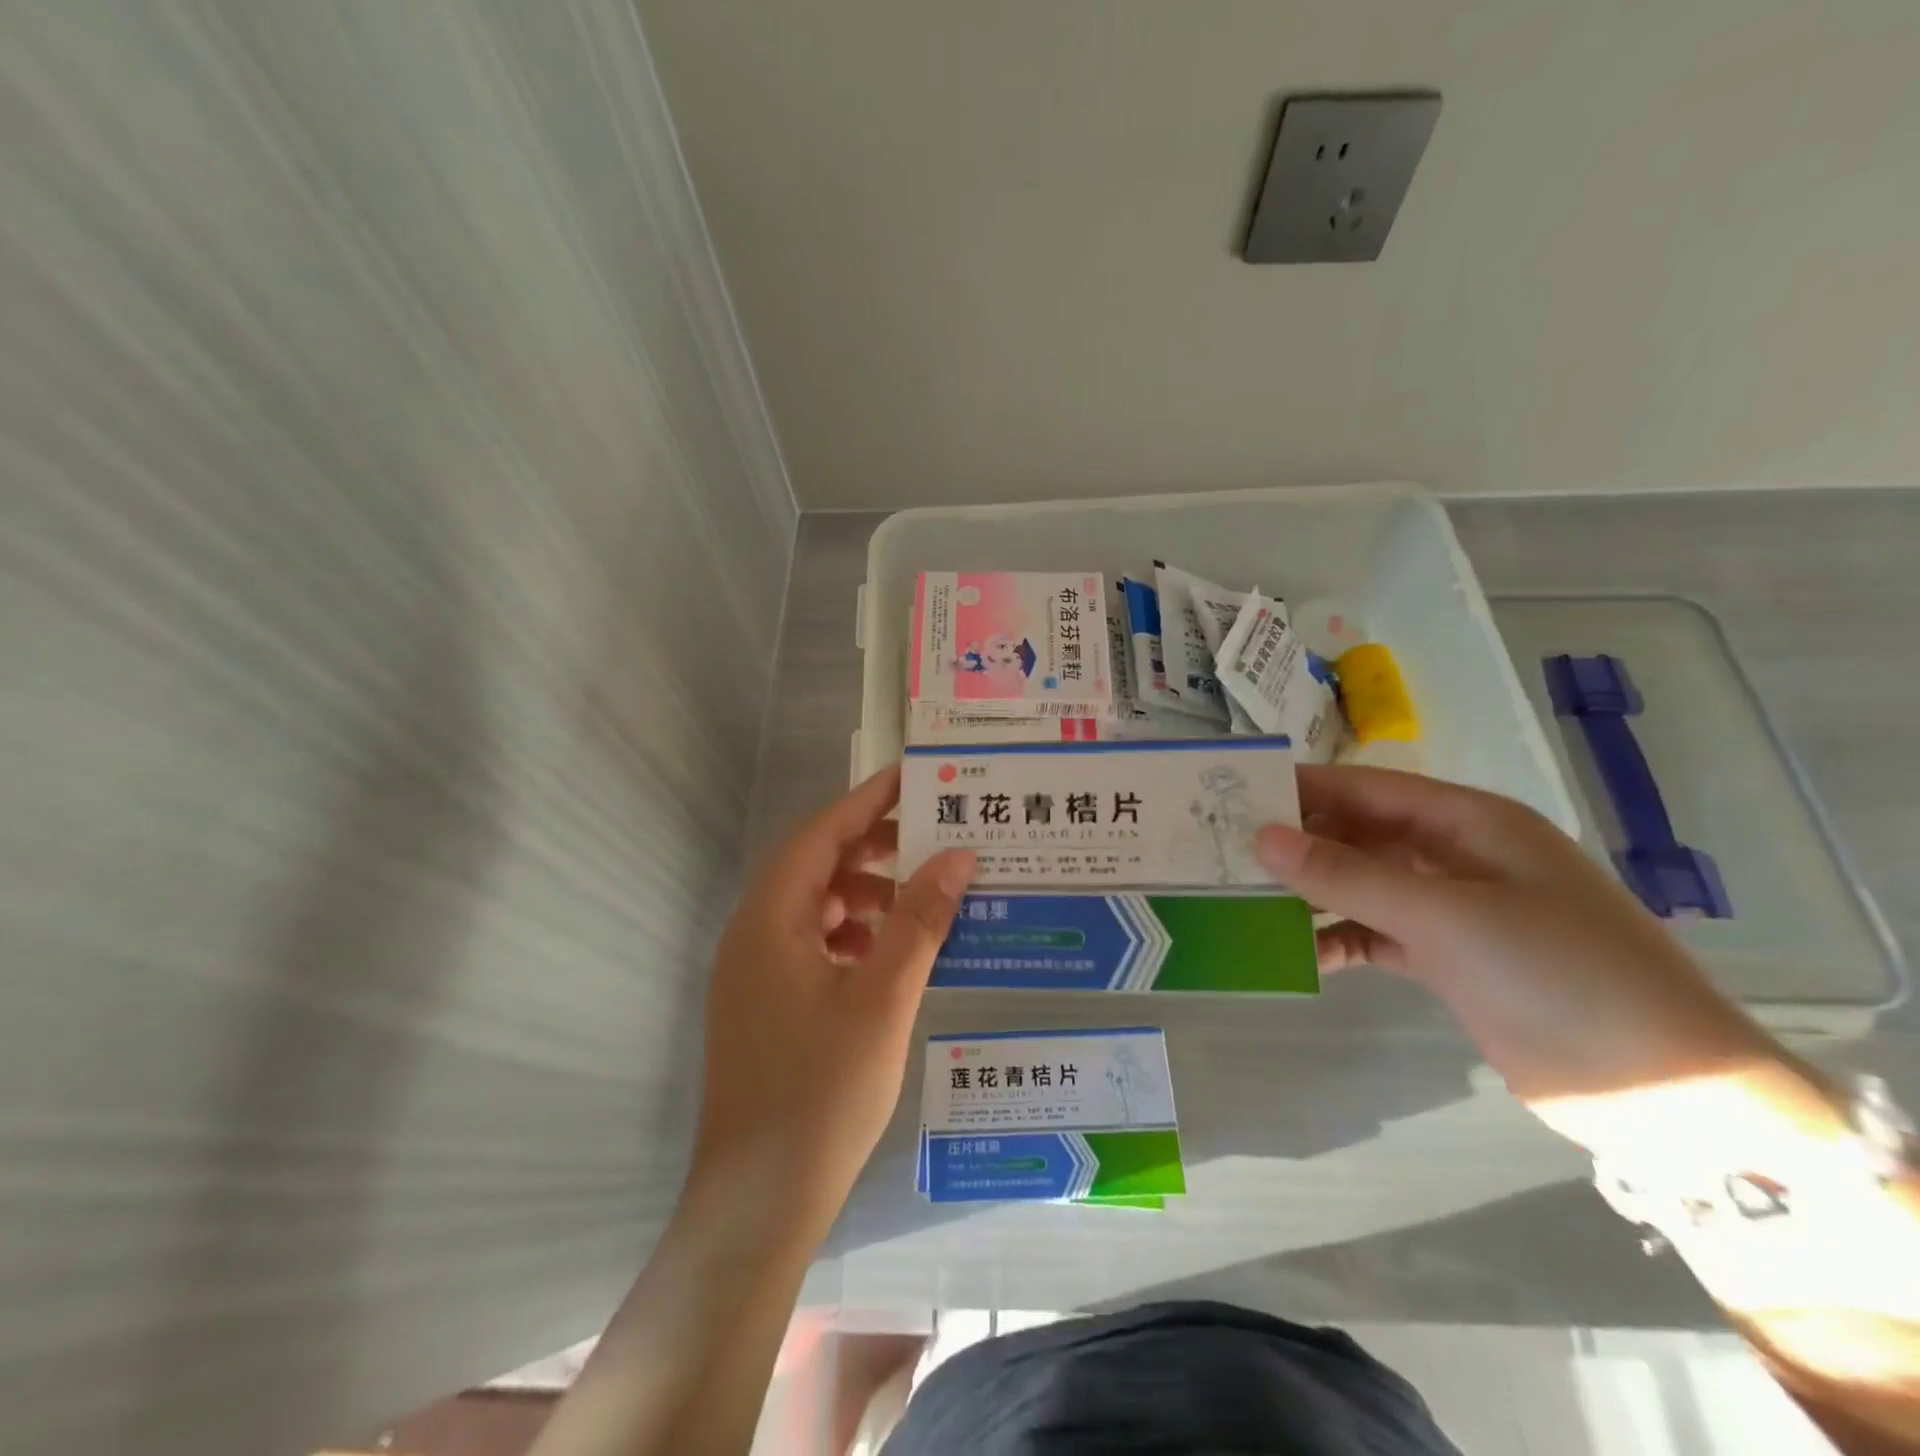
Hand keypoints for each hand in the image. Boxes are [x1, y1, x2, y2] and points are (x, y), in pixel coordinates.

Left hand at [694, 766, 974, 1230]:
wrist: (758, 1202)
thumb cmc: (821, 1091)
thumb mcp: (882, 998)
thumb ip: (920, 921)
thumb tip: (957, 856)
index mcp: (771, 919)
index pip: (822, 834)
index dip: (868, 801)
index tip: (915, 778)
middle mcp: (754, 935)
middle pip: (817, 867)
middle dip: (874, 849)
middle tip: (933, 839)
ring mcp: (756, 974)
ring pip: (817, 909)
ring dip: (868, 896)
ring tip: (923, 901)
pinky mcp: (766, 1006)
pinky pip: (815, 946)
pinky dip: (855, 937)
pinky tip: (894, 956)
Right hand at [1254, 765, 1783, 1150]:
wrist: (1666, 1094)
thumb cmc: (1560, 975)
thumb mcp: (1446, 916)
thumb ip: (1349, 875)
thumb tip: (1262, 837)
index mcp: (1469, 823)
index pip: (1367, 788)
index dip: (1302, 787)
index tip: (1233, 794)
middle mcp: (1457, 856)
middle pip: (1360, 834)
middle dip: (1298, 842)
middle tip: (1225, 851)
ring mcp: (1454, 910)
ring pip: (1363, 885)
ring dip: (1312, 893)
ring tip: (1246, 902)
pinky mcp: (1450, 960)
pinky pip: (1376, 935)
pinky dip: (1339, 940)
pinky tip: (1300, 955)